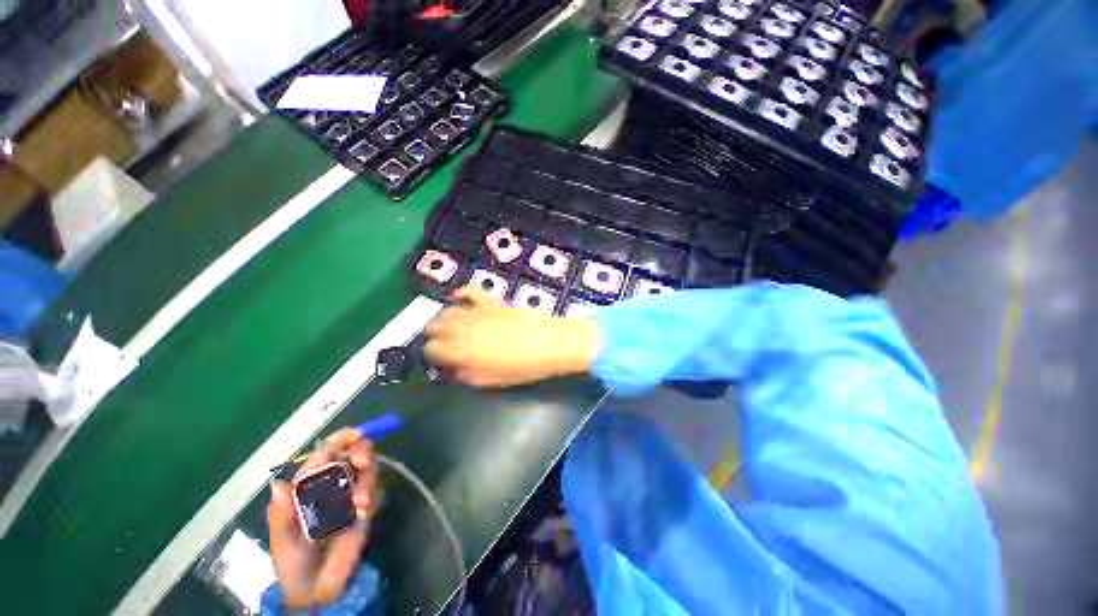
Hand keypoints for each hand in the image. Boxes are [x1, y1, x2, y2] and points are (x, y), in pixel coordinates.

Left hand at [267, 428, 376, 610]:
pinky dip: (371, 496)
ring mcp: (351, 495)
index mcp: (309, 486)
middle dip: (361, 452)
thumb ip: (282, 513)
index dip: (340, 439)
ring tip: (360, 503)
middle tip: (363, 462)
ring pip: (367, 469)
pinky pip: (375, 490)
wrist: (319, 589)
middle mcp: (332, 484)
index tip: (356, 434)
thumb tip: (278, 484)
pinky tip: (363, 513)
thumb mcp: (283, 539)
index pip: (326, 454)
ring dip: (367, 478)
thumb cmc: (293, 562)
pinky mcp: (367, 507)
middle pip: (352, 454)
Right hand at [424, 289, 600, 387]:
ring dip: (445, 319)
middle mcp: (463, 330)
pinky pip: (470, 292)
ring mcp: (477, 313)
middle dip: (437, 336)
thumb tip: (453, 371)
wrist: (549, 343)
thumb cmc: (523, 367)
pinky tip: (459, 297)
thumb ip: (468, 376)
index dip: (433, 355)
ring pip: (447, 311)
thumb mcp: (493, 380)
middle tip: (447, 344)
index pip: (431, 350)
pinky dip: (461, 294)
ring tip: (453, 327)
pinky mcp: (490, 302)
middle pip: (435, 328)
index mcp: (462, 353)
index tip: (441, 359)